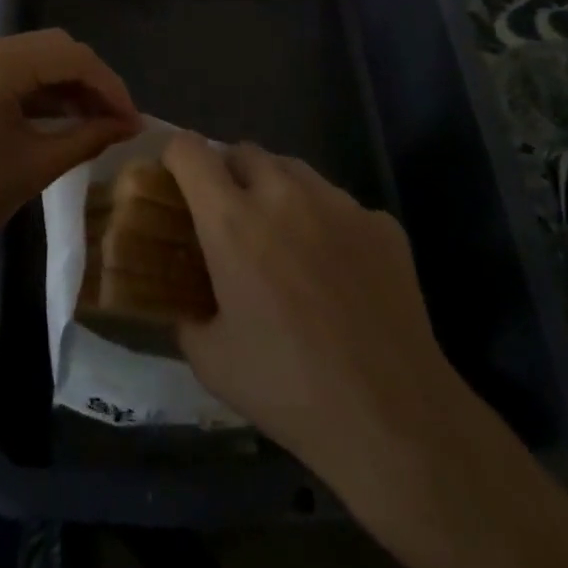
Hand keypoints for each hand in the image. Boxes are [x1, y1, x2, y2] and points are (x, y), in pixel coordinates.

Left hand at [0, 29, 139, 253]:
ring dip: (70, 85)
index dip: (111, 87)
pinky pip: (17, 72)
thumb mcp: (36, 166)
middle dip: (94, 81)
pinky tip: (65, 118)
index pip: (74, 58)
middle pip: (58, 49)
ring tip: (98, 122)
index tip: (134, 121)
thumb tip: (128, 126)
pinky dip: (45, 90)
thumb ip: (87, 138)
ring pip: (39, 58)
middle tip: (118, 119)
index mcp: (0, 63)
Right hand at [163, 134, 490, 490]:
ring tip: (284, 238)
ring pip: (294, 170)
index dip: (176, 157)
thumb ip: (188, 316)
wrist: (392, 417)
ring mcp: (337, 202)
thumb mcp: (212, 362)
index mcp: (232, 221)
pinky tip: (338, 272)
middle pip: (244, 151)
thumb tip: (186, 301)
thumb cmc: (289, 389)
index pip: (190, 151)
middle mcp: (283, 194)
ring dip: (277, 190)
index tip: (176, 180)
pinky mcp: (379, 221)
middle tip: (231, 218)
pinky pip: (340, 204)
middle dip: (229, 173)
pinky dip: (327, 223)